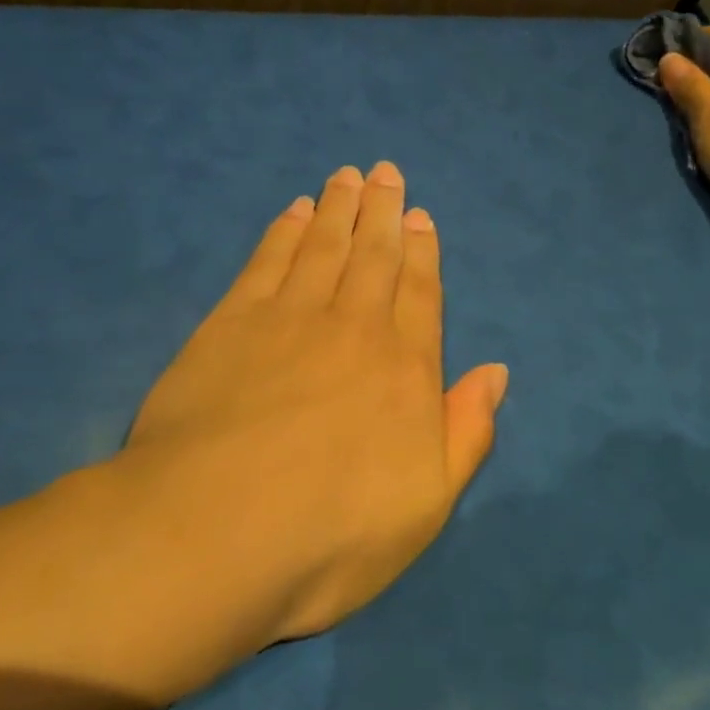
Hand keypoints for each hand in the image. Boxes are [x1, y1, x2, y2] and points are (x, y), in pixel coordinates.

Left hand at [122, 163, 506, 643]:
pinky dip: (283, 232)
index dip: (423, 252)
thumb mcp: (427, 506)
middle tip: (385, 172)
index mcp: (404, 370)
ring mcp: (290, 318)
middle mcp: (354, 328)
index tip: (421, 216)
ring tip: (346, 177)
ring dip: (337, 209)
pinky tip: (293, 212)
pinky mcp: (231, 322)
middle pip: (373, 256)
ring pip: (323, 247)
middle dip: (382, 212)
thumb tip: (497, 372)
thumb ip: (467, 432)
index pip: (419, 294)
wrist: (213, 535)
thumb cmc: (330, 536)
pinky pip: (267, 261)